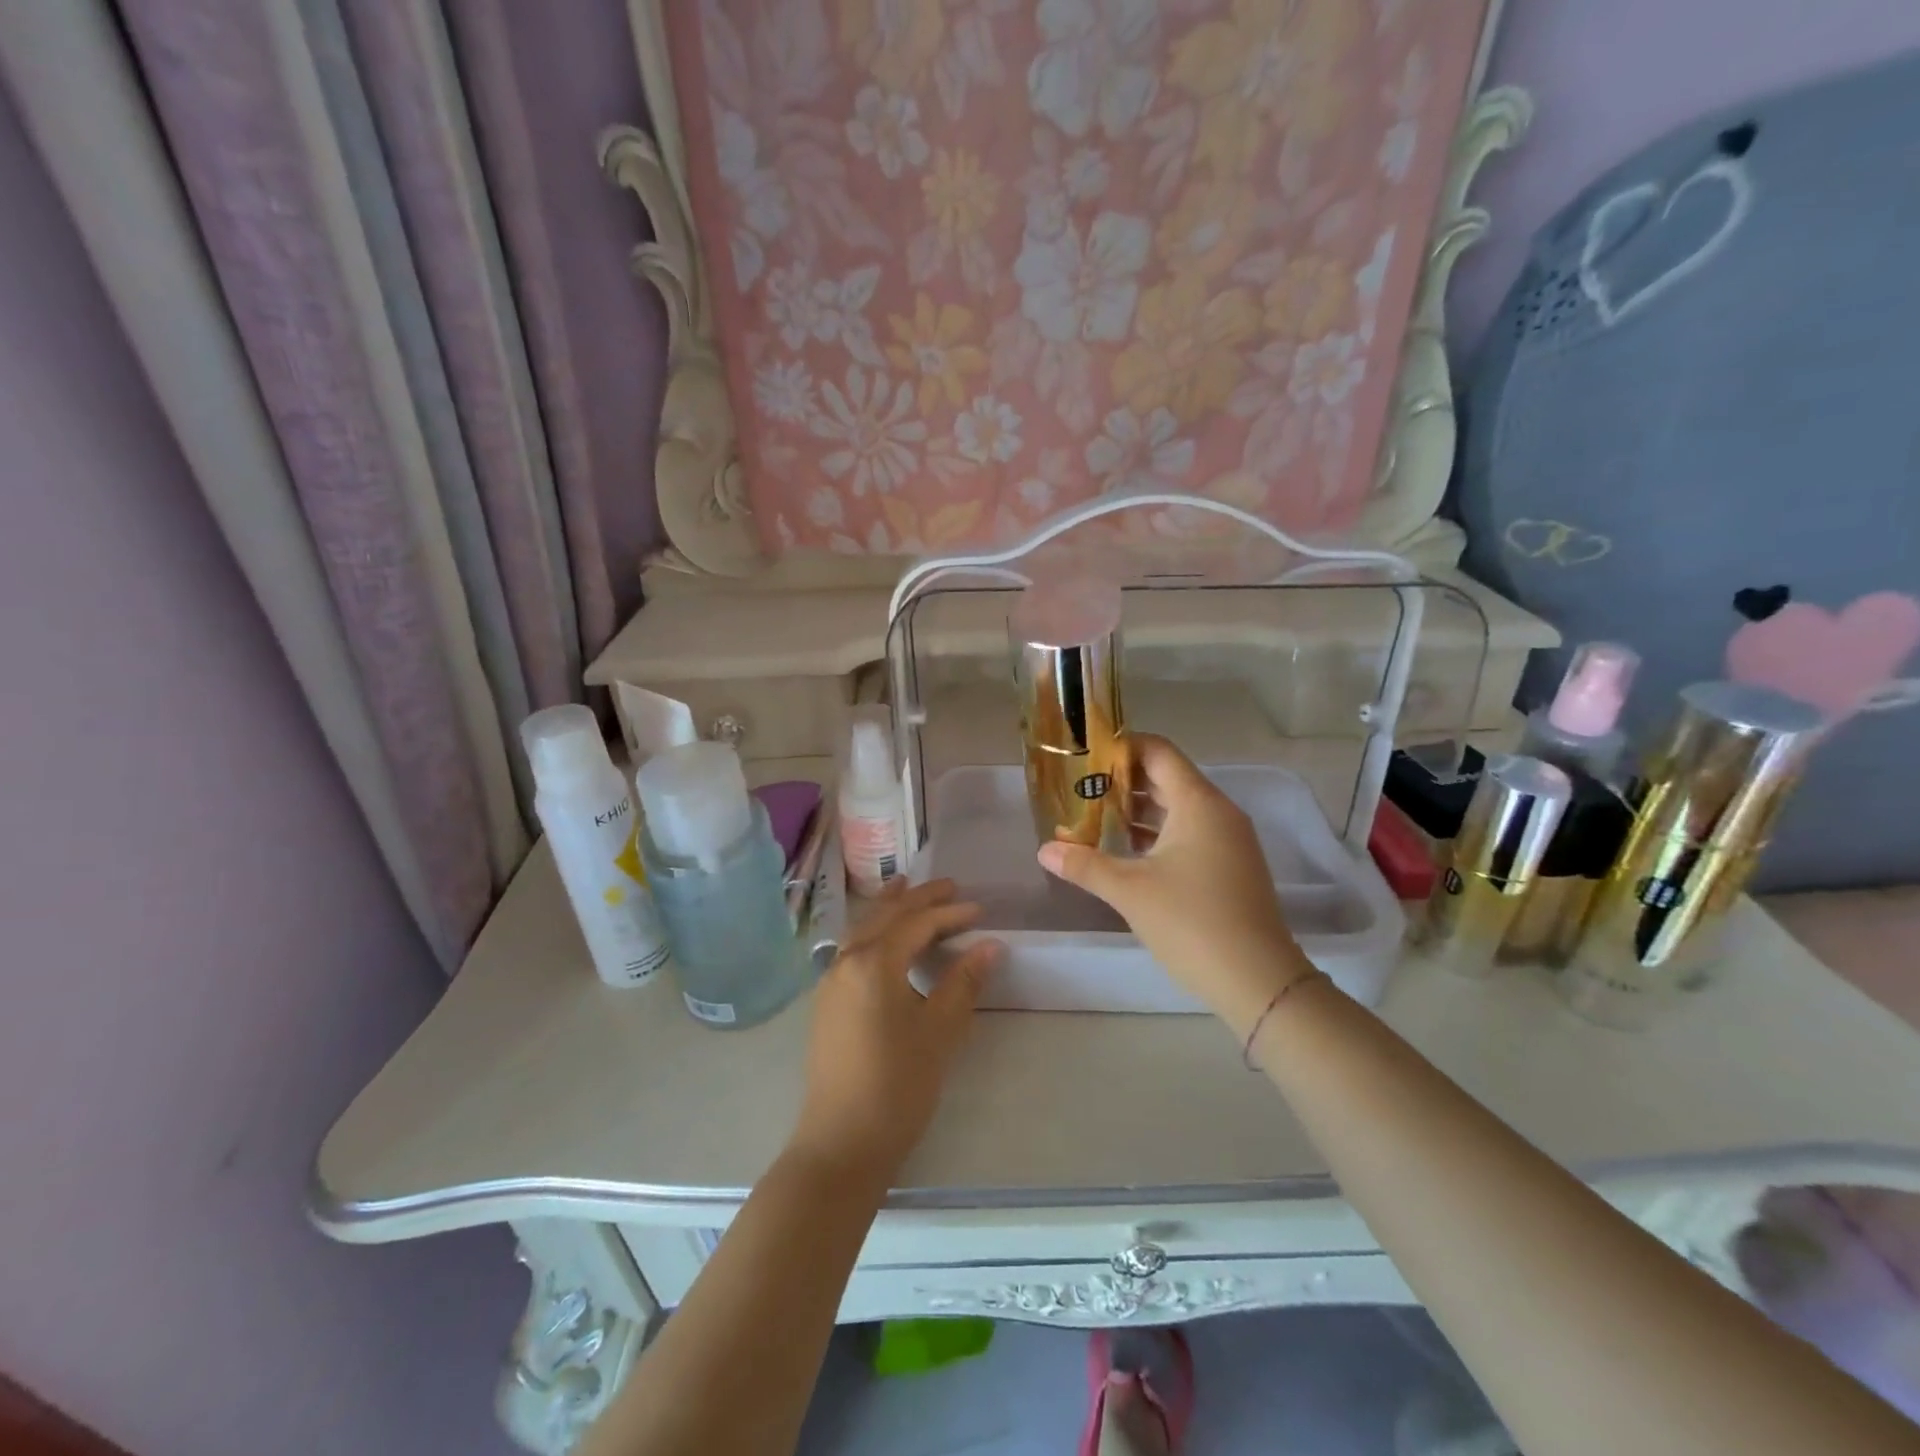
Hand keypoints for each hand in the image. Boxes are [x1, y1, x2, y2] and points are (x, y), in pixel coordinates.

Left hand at [790, 880, 1003, 1180]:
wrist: (842, 1142)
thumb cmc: (898, 1084)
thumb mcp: (940, 1031)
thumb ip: (963, 982)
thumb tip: (990, 945)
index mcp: (874, 962)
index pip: (917, 923)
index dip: (950, 913)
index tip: (980, 910)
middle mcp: (846, 961)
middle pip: (885, 916)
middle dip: (918, 898)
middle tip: (949, 886)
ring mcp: (831, 982)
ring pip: (864, 929)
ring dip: (890, 909)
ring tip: (909, 890)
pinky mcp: (827, 1002)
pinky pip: (853, 948)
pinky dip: (874, 931)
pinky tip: (885, 939)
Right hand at [1038, 735, 1314, 1037]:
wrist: (1258, 980)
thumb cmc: (1191, 922)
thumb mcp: (1130, 891)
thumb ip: (1085, 865)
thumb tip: (1044, 850)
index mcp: (1198, 803)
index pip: (1158, 751)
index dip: (1122, 747)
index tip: (1086, 755)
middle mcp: (1218, 811)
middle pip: (1167, 778)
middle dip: (1123, 781)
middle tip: (1081, 789)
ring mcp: (1229, 840)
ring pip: (1178, 808)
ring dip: (1139, 810)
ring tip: (1095, 818)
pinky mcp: (1231, 865)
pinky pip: (1190, 833)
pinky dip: (1158, 834)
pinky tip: (1127, 852)